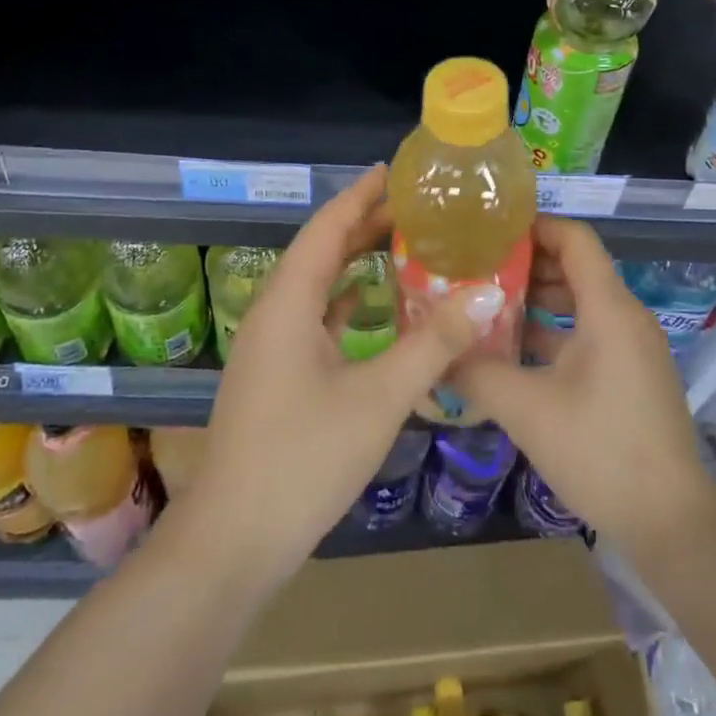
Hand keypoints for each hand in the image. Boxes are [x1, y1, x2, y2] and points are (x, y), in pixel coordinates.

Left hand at [163, 165, 480, 589]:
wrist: (232, 543)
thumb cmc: (302, 459)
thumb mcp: (378, 398)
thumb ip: (432, 344)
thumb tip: (484, 296)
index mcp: (288, 302)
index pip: (327, 228)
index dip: (360, 196)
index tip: (394, 172)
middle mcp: (273, 312)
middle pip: (320, 250)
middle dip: (363, 225)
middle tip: (415, 209)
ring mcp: (269, 346)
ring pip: (316, 285)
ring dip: (353, 262)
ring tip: (401, 246)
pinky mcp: (275, 374)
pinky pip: (313, 318)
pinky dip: (344, 302)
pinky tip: (371, 307)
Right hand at [454, 217, 715, 555]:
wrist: (670, 523)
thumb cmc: (600, 452)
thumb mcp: (527, 409)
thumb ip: (477, 372)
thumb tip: (436, 351)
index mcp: (609, 309)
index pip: (574, 238)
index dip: (534, 227)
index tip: (489, 233)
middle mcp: (626, 317)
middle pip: (575, 267)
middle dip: (526, 265)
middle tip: (477, 270)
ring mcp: (632, 347)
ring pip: (581, 302)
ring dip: (537, 300)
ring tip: (487, 307)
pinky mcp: (631, 375)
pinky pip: (589, 333)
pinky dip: (554, 331)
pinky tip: (515, 351)